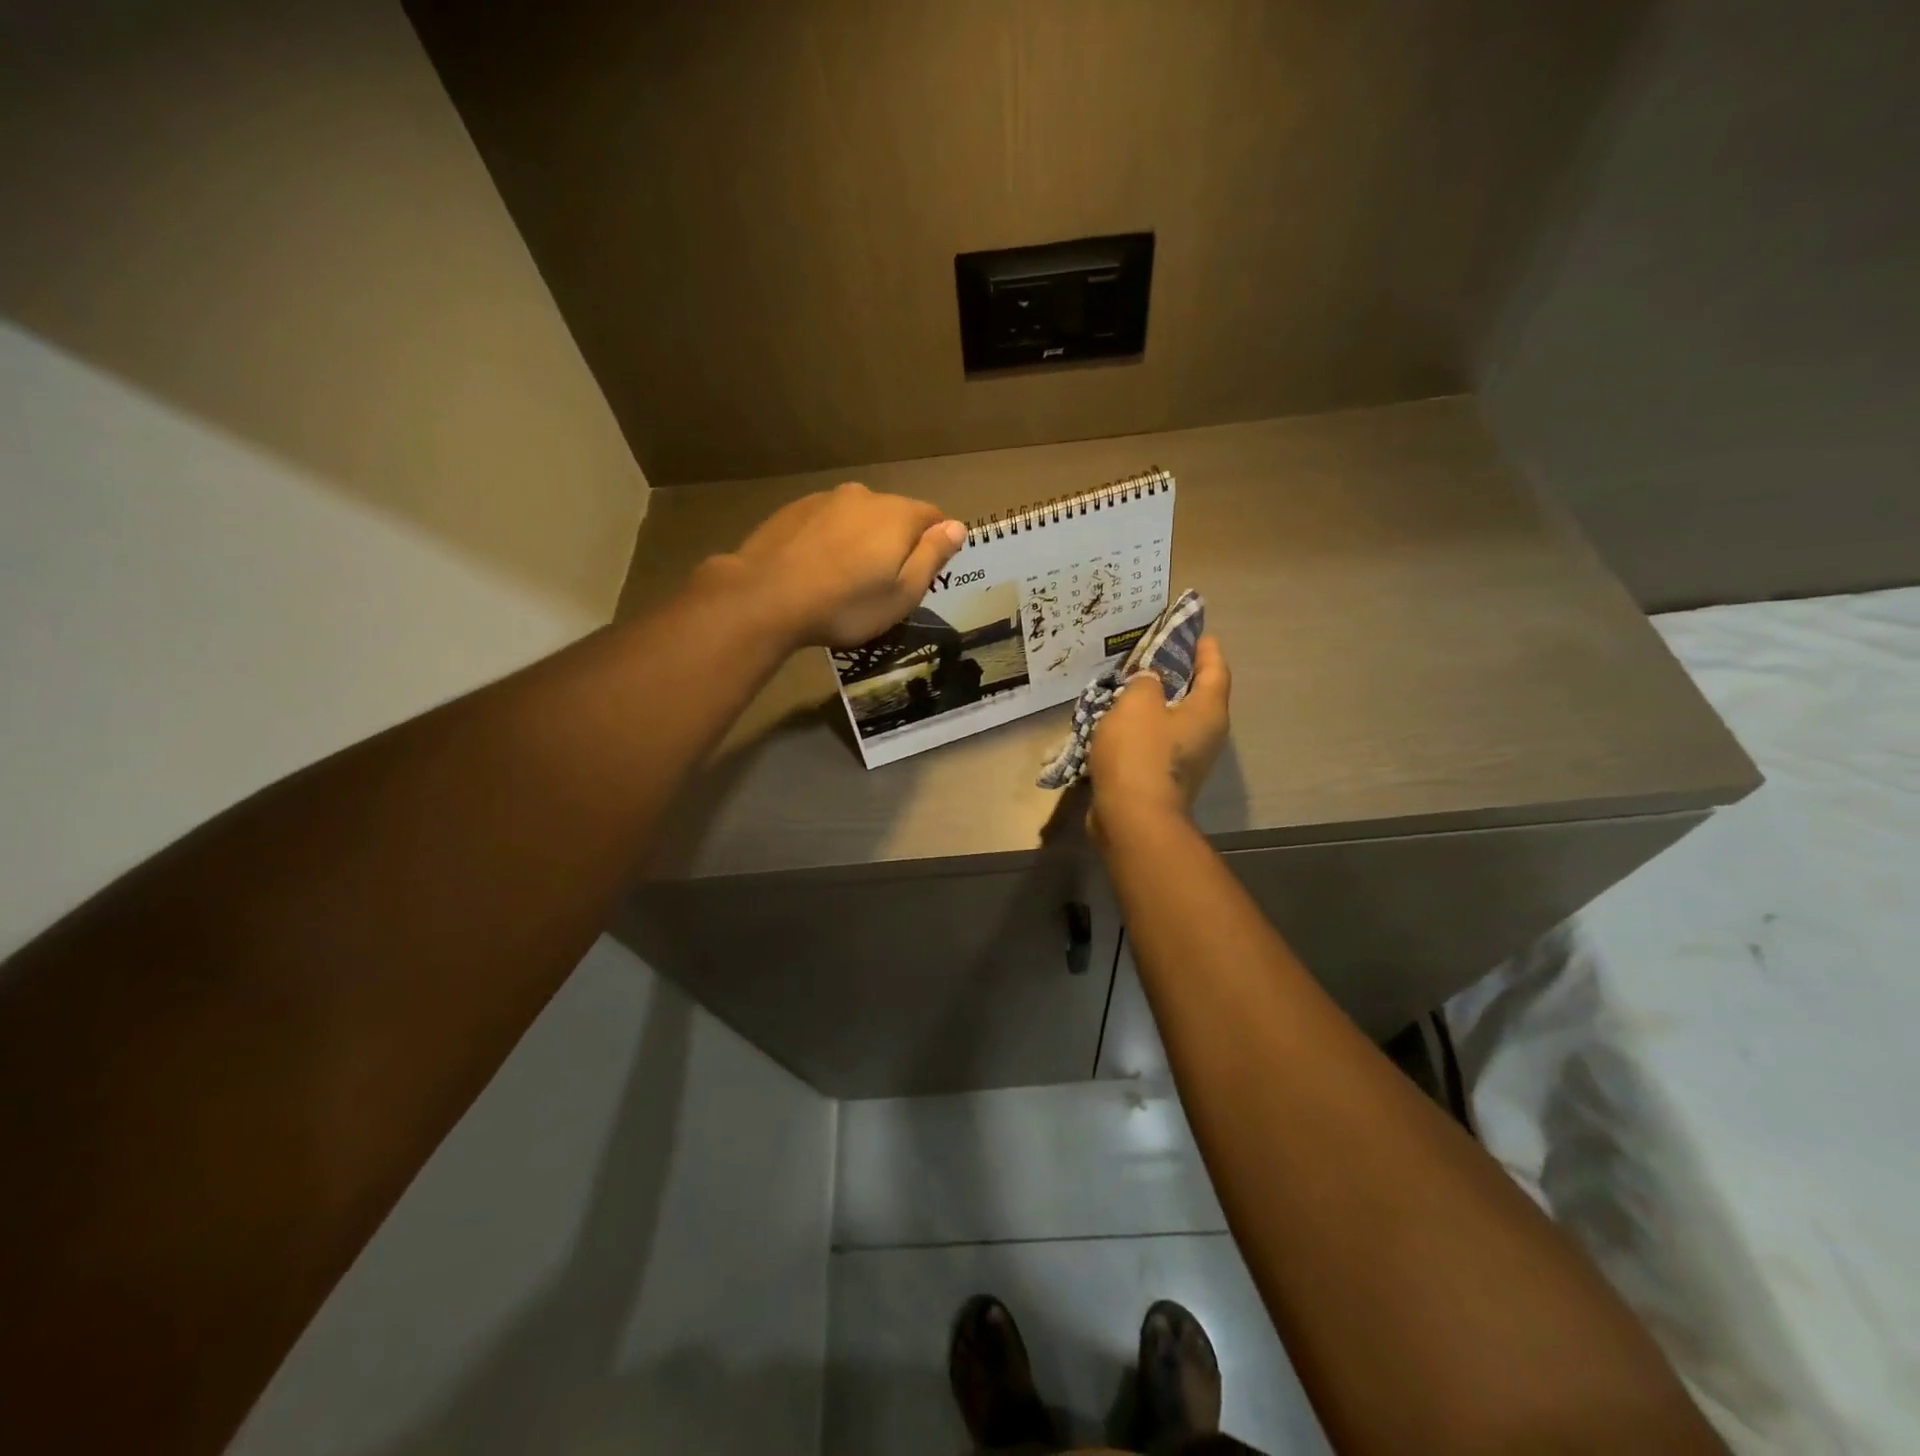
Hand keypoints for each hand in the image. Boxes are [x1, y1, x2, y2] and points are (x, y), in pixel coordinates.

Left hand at [717, 482, 966, 647]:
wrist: (766, 597)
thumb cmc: (846, 605)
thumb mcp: (903, 593)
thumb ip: (932, 556)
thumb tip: (958, 527)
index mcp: (898, 514)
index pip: (934, 517)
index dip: (936, 543)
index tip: (925, 573)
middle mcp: (864, 496)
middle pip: (894, 515)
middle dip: (896, 542)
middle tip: (883, 583)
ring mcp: (825, 500)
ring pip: (857, 518)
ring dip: (860, 540)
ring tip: (846, 578)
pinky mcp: (793, 511)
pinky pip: (826, 523)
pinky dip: (830, 541)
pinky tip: (817, 570)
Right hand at [1088, 635, 1230, 837]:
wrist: (1132, 818)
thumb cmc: (1140, 753)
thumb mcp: (1138, 702)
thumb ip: (1145, 682)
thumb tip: (1151, 682)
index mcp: (1208, 711)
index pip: (1215, 670)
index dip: (1207, 650)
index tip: (1199, 633)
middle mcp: (1206, 735)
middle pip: (1198, 696)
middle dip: (1180, 676)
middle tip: (1156, 657)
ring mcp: (1187, 761)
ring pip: (1174, 722)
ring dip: (1156, 705)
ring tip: (1130, 688)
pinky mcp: (1165, 779)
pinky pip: (1156, 744)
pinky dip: (1142, 730)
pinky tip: (1118, 724)